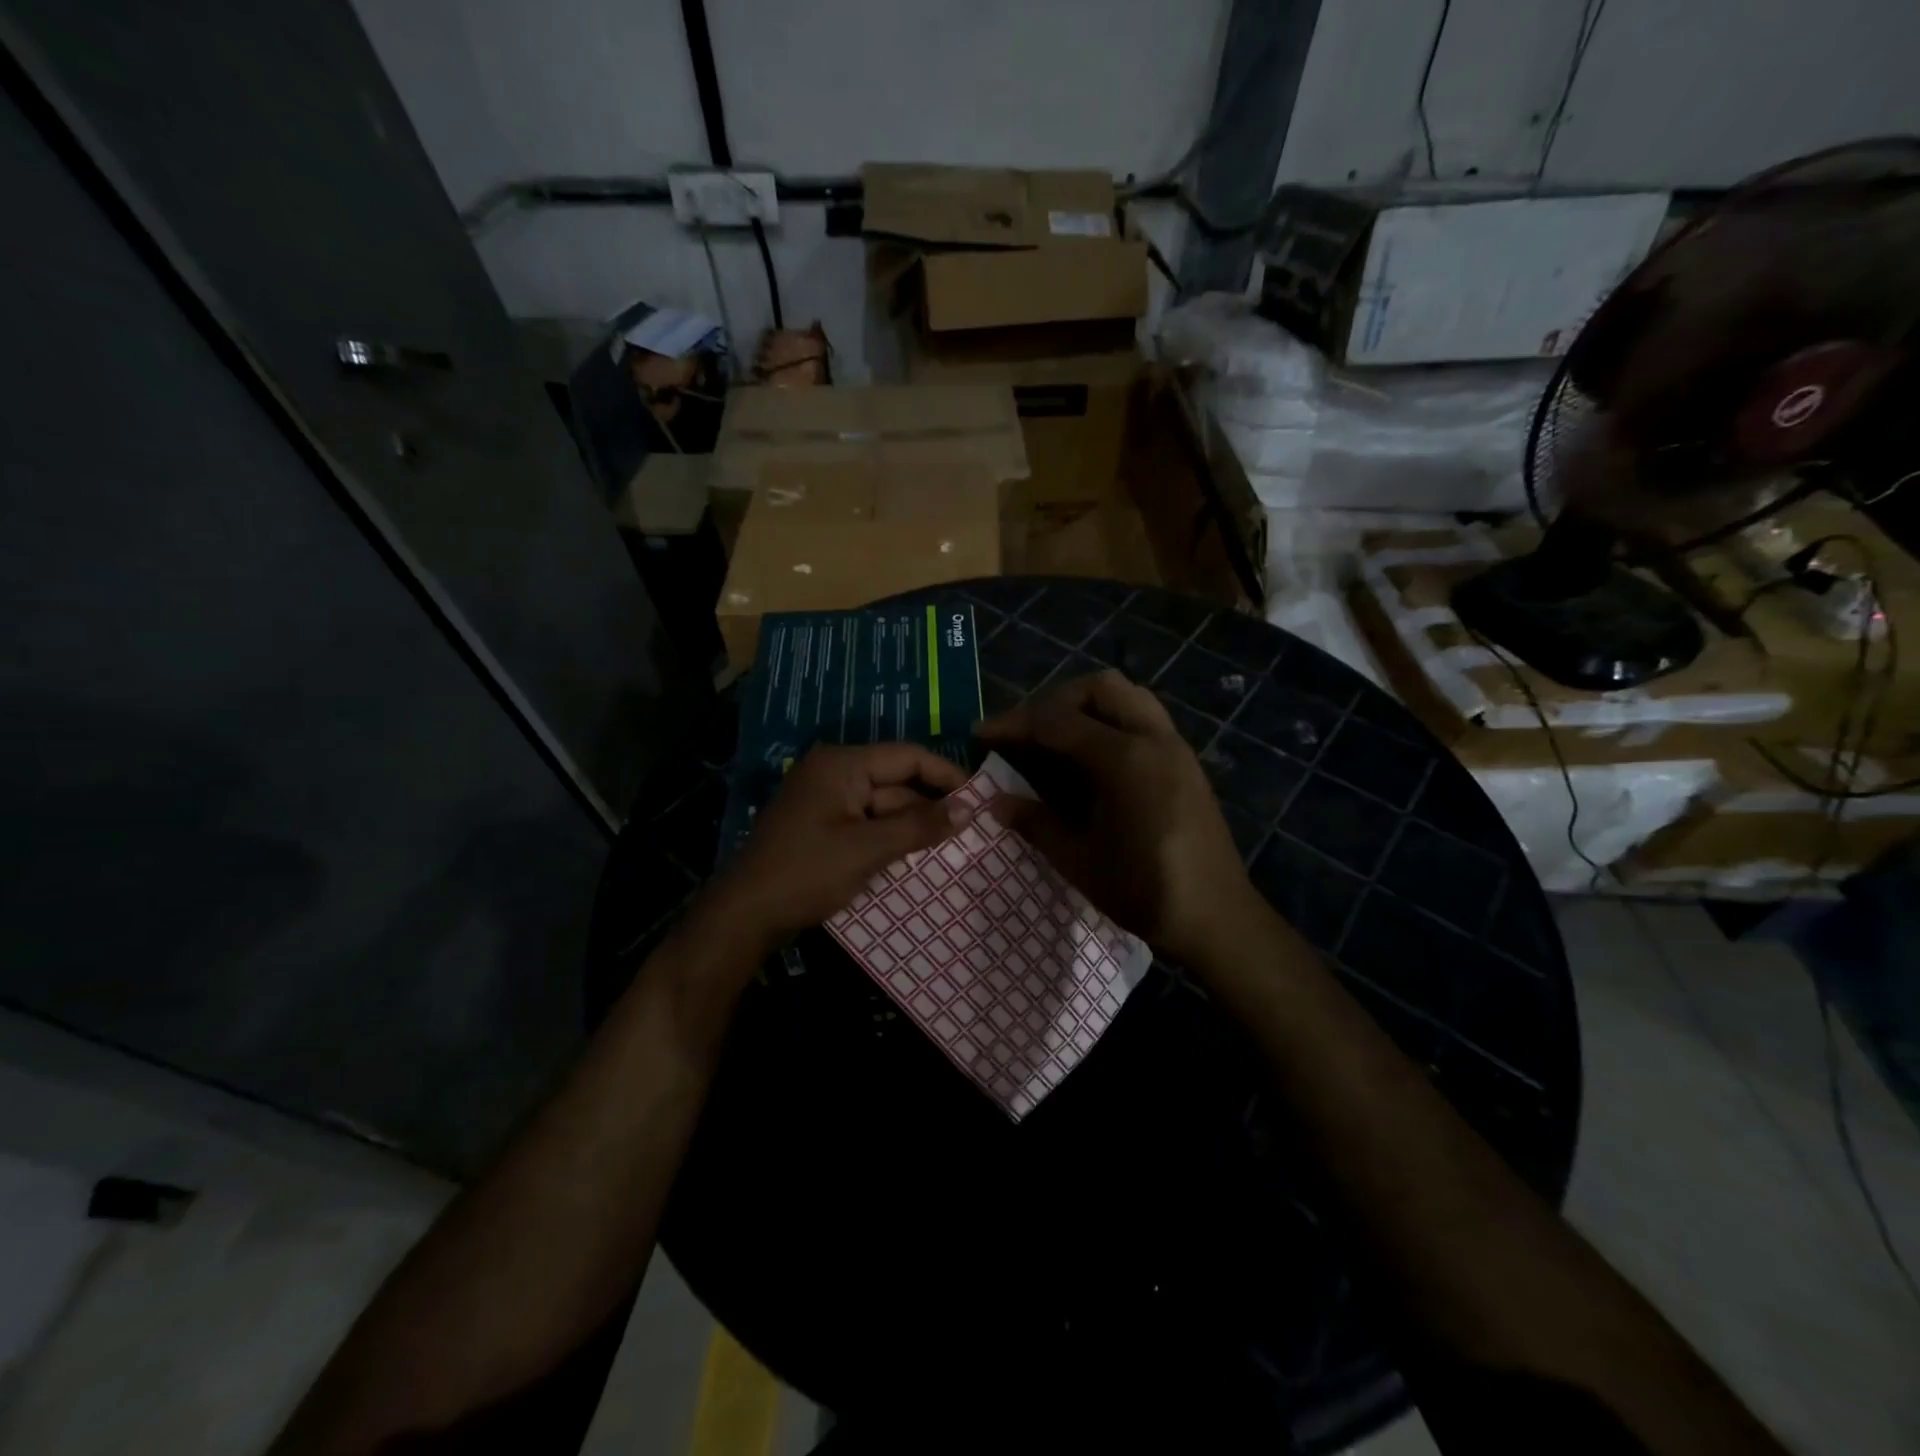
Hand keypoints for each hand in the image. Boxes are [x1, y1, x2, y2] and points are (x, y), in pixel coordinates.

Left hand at [704, 743, 968, 952]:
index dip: (946, 775)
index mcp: (842, 764)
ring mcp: (825, 800)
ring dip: (910, 826)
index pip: (907, 756)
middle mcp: (833, 772)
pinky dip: (888, 837)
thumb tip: (968, 809)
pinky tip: (913, 857)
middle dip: (929, 807)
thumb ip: (919, 826)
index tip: (979, 797)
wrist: (745, 914)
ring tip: (950, 848)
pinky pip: (865, 822)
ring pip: (882, 805)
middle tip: (970, 831)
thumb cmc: (807, 872)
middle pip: (895, 782)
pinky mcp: (821, 825)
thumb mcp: (868, 849)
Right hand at [976, 670, 1260, 965]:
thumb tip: (995, 802)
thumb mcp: (1079, 860)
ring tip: (1057, 738)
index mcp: (1125, 759)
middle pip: (1098, 688)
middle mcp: (1153, 738)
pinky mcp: (1185, 761)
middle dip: (1054, 700)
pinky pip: (1144, 717)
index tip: (982, 734)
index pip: (1057, 722)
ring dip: (1087, 704)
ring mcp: (1175, 746)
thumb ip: (1036, 822)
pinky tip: (1092, 758)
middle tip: (1026, 732)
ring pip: (1128, 695)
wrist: (1218, 917)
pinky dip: (1111, 720)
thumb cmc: (1144, 891)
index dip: (1014, 724)